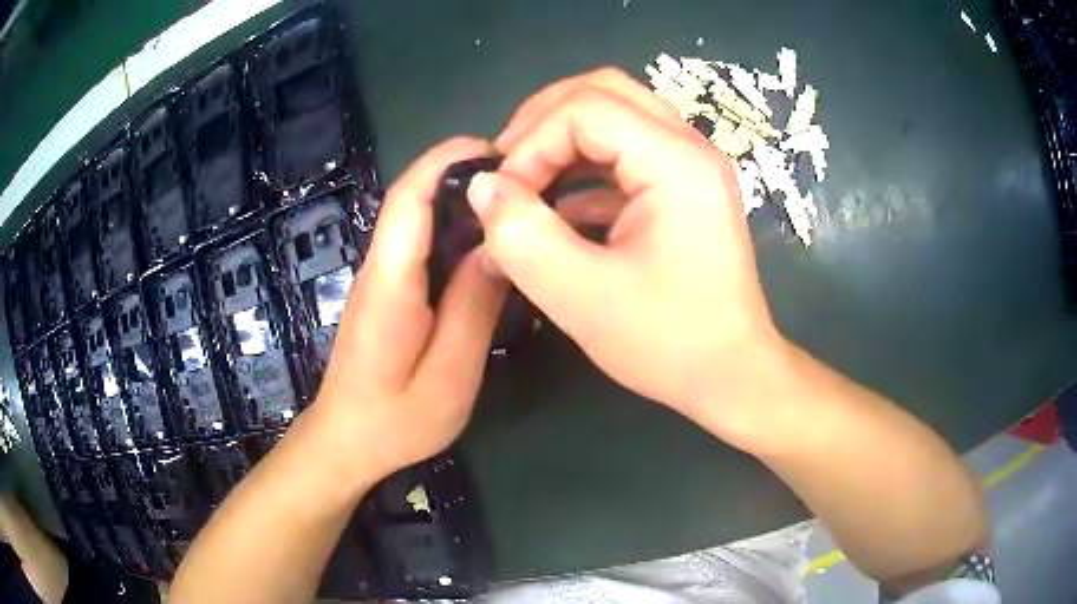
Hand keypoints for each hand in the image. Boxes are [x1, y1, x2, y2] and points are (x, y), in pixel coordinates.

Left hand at [313, 137, 508, 479]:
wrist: (345, 442)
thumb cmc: (395, 419)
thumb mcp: (448, 373)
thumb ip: (472, 306)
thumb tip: (500, 247)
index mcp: (391, 280)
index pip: (410, 197)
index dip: (446, 160)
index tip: (495, 147)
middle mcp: (378, 267)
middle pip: (413, 200)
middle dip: (460, 173)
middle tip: (522, 178)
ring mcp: (378, 279)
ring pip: (416, 220)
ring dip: (458, 200)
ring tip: (512, 205)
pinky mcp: (384, 294)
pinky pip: (417, 246)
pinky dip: (450, 231)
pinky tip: (483, 247)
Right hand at [467, 69, 787, 449]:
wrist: (731, 374)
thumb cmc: (669, 343)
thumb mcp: (581, 296)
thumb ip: (521, 235)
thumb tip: (482, 187)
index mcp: (677, 162)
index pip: (584, 108)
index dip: (530, 143)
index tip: (503, 198)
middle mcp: (690, 148)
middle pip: (602, 91)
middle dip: (541, 122)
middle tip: (507, 169)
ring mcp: (690, 165)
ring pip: (613, 115)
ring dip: (560, 140)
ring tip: (524, 183)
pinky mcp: (683, 188)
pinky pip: (624, 151)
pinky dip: (582, 166)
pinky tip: (557, 206)